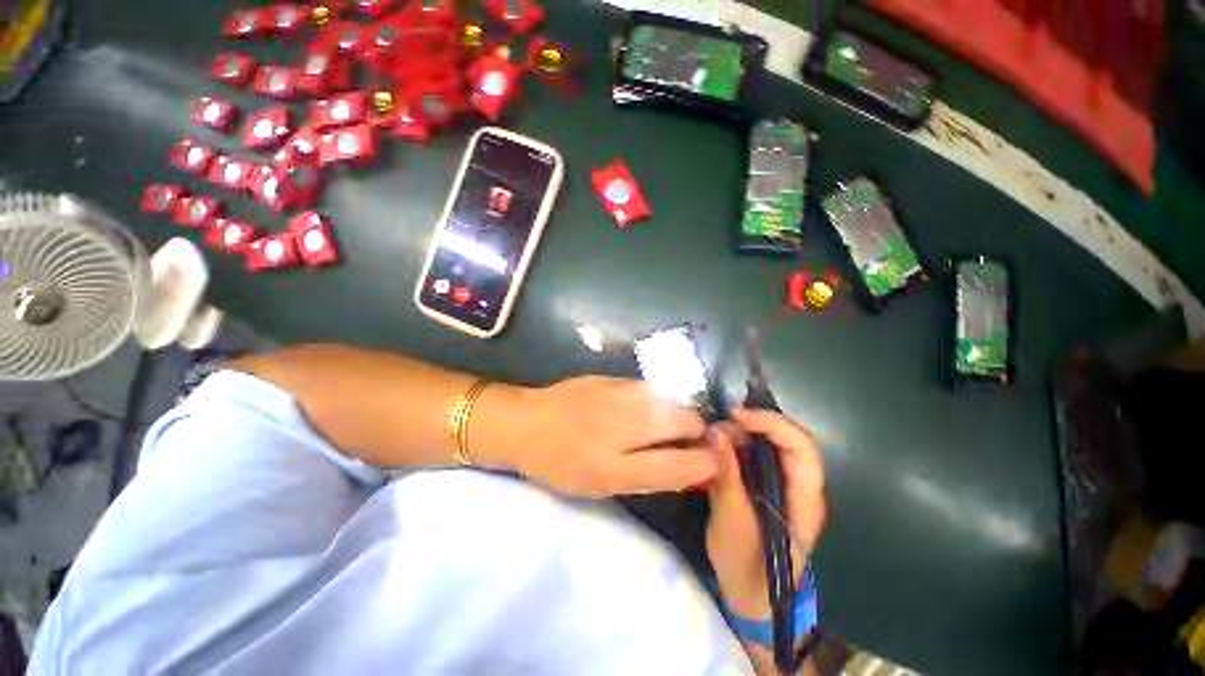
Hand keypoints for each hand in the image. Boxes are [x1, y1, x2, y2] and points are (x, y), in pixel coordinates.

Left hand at [503, 376, 718, 497]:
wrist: (527, 421)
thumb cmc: (561, 463)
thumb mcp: (603, 485)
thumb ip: (652, 477)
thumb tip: (693, 469)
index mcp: (619, 465)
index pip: (686, 464)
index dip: (708, 465)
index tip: (711, 464)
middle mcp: (627, 423)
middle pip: (688, 421)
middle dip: (696, 434)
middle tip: (682, 444)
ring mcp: (622, 392)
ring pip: (674, 401)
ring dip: (677, 415)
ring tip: (661, 427)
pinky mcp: (616, 377)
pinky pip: (653, 390)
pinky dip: (658, 402)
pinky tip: (642, 409)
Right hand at [705, 409, 825, 621]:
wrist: (749, 595)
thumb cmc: (747, 567)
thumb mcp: (732, 522)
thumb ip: (726, 475)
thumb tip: (715, 431)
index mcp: (804, 498)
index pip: (801, 446)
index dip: (771, 423)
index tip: (736, 416)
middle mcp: (798, 484)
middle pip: (785, 439)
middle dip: (751, 425)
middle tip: (717, 427)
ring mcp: (781, 484)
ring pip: (767, 444)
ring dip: (739, 434)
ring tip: (710, 437)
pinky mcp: (764, 485)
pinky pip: (752, 454)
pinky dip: (733, 445)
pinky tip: (712, 448)